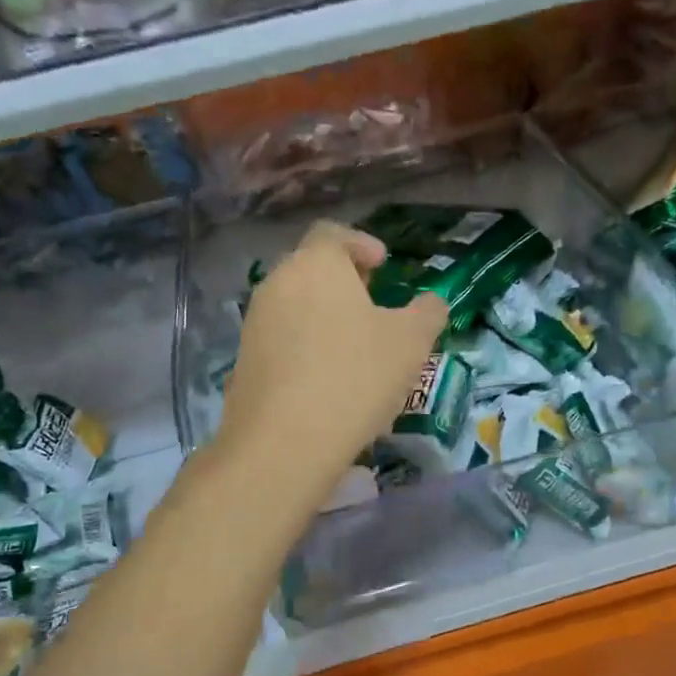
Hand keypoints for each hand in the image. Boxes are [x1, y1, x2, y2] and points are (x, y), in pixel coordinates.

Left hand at [217, 222, 447, 506]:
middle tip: (372, 304)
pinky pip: (281, 339)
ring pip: (294, 304)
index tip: (383, 265)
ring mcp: (254, 323)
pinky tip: (327, 377)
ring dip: (323, 315)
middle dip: (343, 281)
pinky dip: (305, 345)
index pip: (334, 234)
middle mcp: (277, 283)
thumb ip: (427, 313)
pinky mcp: (244, 361)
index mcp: (315, 264)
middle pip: (310, 268)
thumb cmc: (356, 376)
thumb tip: (431, 303)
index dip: (361, 244)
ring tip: (354, 345)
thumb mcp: (412, 342)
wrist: (285, 441)